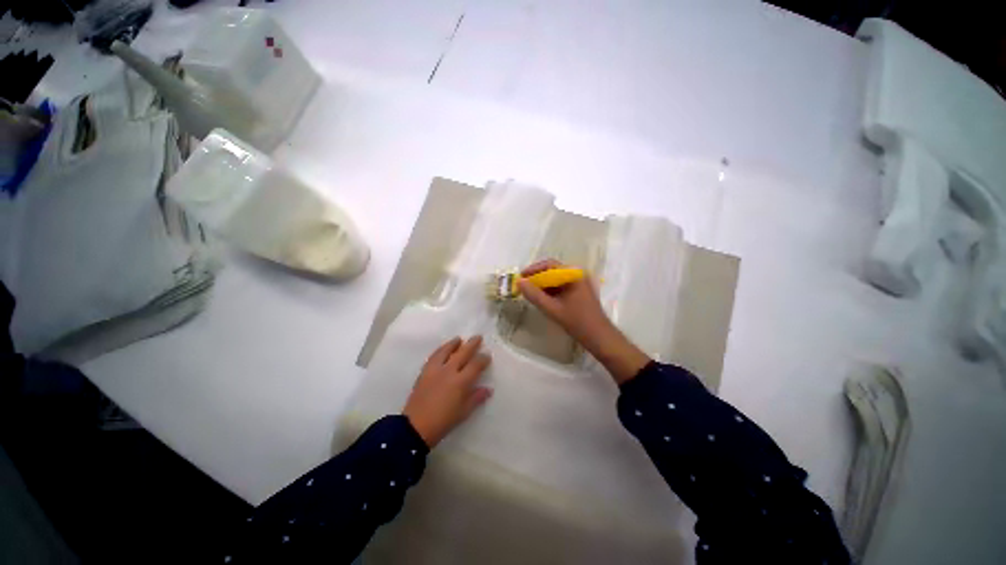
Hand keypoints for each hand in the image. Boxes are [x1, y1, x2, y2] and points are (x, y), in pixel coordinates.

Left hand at [402, 336, 492, 446]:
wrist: (415, 427)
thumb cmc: (443, 421)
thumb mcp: (463, 412)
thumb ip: (476, 398)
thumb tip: (488, 389)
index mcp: (461, 382)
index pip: (475, 365)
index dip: (483, 359)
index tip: (487, 356)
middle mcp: (449, 371)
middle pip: (463, 353)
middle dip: (472, 344)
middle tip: (478, 337)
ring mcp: (435, 370)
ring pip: (446, 351)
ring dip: (454, 343)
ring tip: (459, 339)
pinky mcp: (425, 372)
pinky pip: (434, 356)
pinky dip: (440, 350)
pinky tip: (443, 349)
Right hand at [519, 259, 649, 383]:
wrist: (600, 338)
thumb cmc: (577, 322)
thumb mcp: (552, 308)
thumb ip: (534, 295)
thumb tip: (519, 282)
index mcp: (574, 274)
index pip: (550, 265)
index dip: (533, 269)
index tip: (520, 277)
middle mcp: (577, 275)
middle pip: (553, 271)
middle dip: (537, 278)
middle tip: (523, 286)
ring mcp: (579, 283)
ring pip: (556, 280)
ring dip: (543, 285)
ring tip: (529, 293)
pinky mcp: (579, 292)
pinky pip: (561, 287)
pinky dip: (550, 291)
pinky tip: (542, 299)